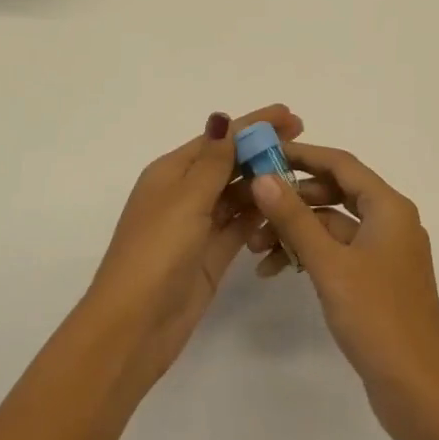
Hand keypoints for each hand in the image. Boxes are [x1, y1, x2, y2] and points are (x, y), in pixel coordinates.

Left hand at [85, 104, 301, 392]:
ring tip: (303, 173)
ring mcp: (199, 225)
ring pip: (238, 194)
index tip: (290, 113)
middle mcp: (185, 194)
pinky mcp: (212, 254)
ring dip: (265, 182)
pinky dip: (262, 215)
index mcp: (171, 173)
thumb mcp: (185, 200)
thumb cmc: (156, 253)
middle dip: (263, 150)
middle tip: (304, 141)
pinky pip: (242, 225)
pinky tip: (287, 208)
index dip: (253, 124)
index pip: (219, 139)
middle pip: (230, 163)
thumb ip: (212, 161)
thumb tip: (221, 118)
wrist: (134, 326)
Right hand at [245, 143, 438, 439]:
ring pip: (333, 224)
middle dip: (292, 199)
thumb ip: (294, 218)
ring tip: (255, 248)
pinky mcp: (376, 280)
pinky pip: (338, 251)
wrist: (419, 391)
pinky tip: (277, 269)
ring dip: (296, 230)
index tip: (263, 153)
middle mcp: (390, 221)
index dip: (302, 155)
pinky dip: (309, 255)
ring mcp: (384, 252)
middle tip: (252, 205)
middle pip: (335, 192)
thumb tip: (263, 177)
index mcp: (389, 207)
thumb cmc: (377, 319)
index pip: (340, 164)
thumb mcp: (330, 265)